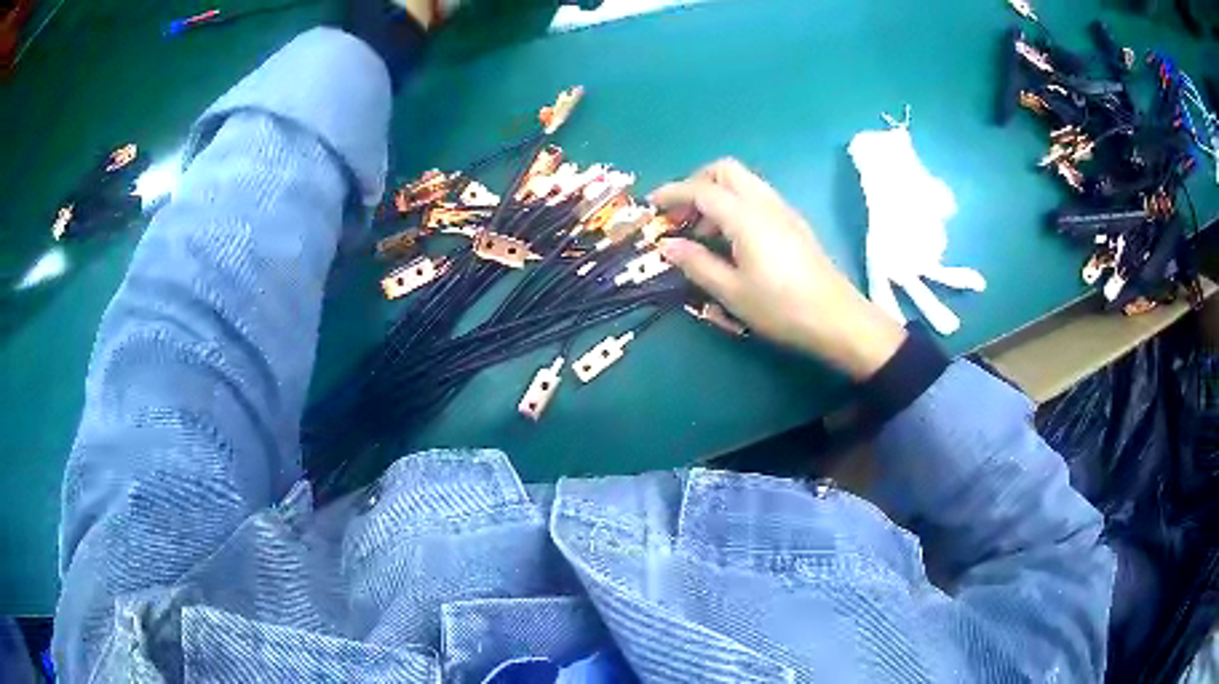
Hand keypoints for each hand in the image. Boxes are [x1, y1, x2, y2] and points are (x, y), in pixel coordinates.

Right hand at [651, 159, 906, 380]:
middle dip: (696, 183)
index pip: (701, 190)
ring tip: (702, 231)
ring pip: (743, 182)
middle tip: (680, 214)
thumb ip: (696, 264)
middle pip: (725, 170)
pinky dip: (735, 204)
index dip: (672, 193)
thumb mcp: (732, 292)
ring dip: (717, 194)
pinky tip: (731, 238)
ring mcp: (783, 210)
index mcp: (745, 216)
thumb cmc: (781, 308)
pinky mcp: (793, 222)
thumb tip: (667, 245)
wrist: (837, 319)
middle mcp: (764, 202)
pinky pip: (757, 197)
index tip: (651, 205)